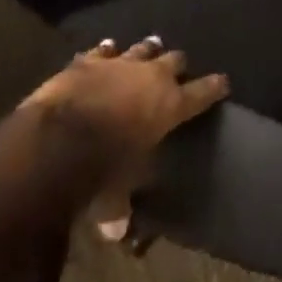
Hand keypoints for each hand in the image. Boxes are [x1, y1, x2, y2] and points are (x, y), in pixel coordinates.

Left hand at [23, 37, 228, 237]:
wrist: (58, 138)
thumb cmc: (100, 167)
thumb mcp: (114, 194)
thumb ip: (119, 208)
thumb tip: (117, 233)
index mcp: (169, 105)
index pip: (203, 92)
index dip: (214, 87)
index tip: (223, 82)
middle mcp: (152, 76)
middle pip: (175, 59)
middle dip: (177, 66)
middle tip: (177, 71)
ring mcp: (121, 63)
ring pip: (144, 48)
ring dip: (147, 51)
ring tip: (151, 49)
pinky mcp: (90, 60)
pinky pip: (104, 50)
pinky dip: (107, 52)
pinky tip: (108, 49)